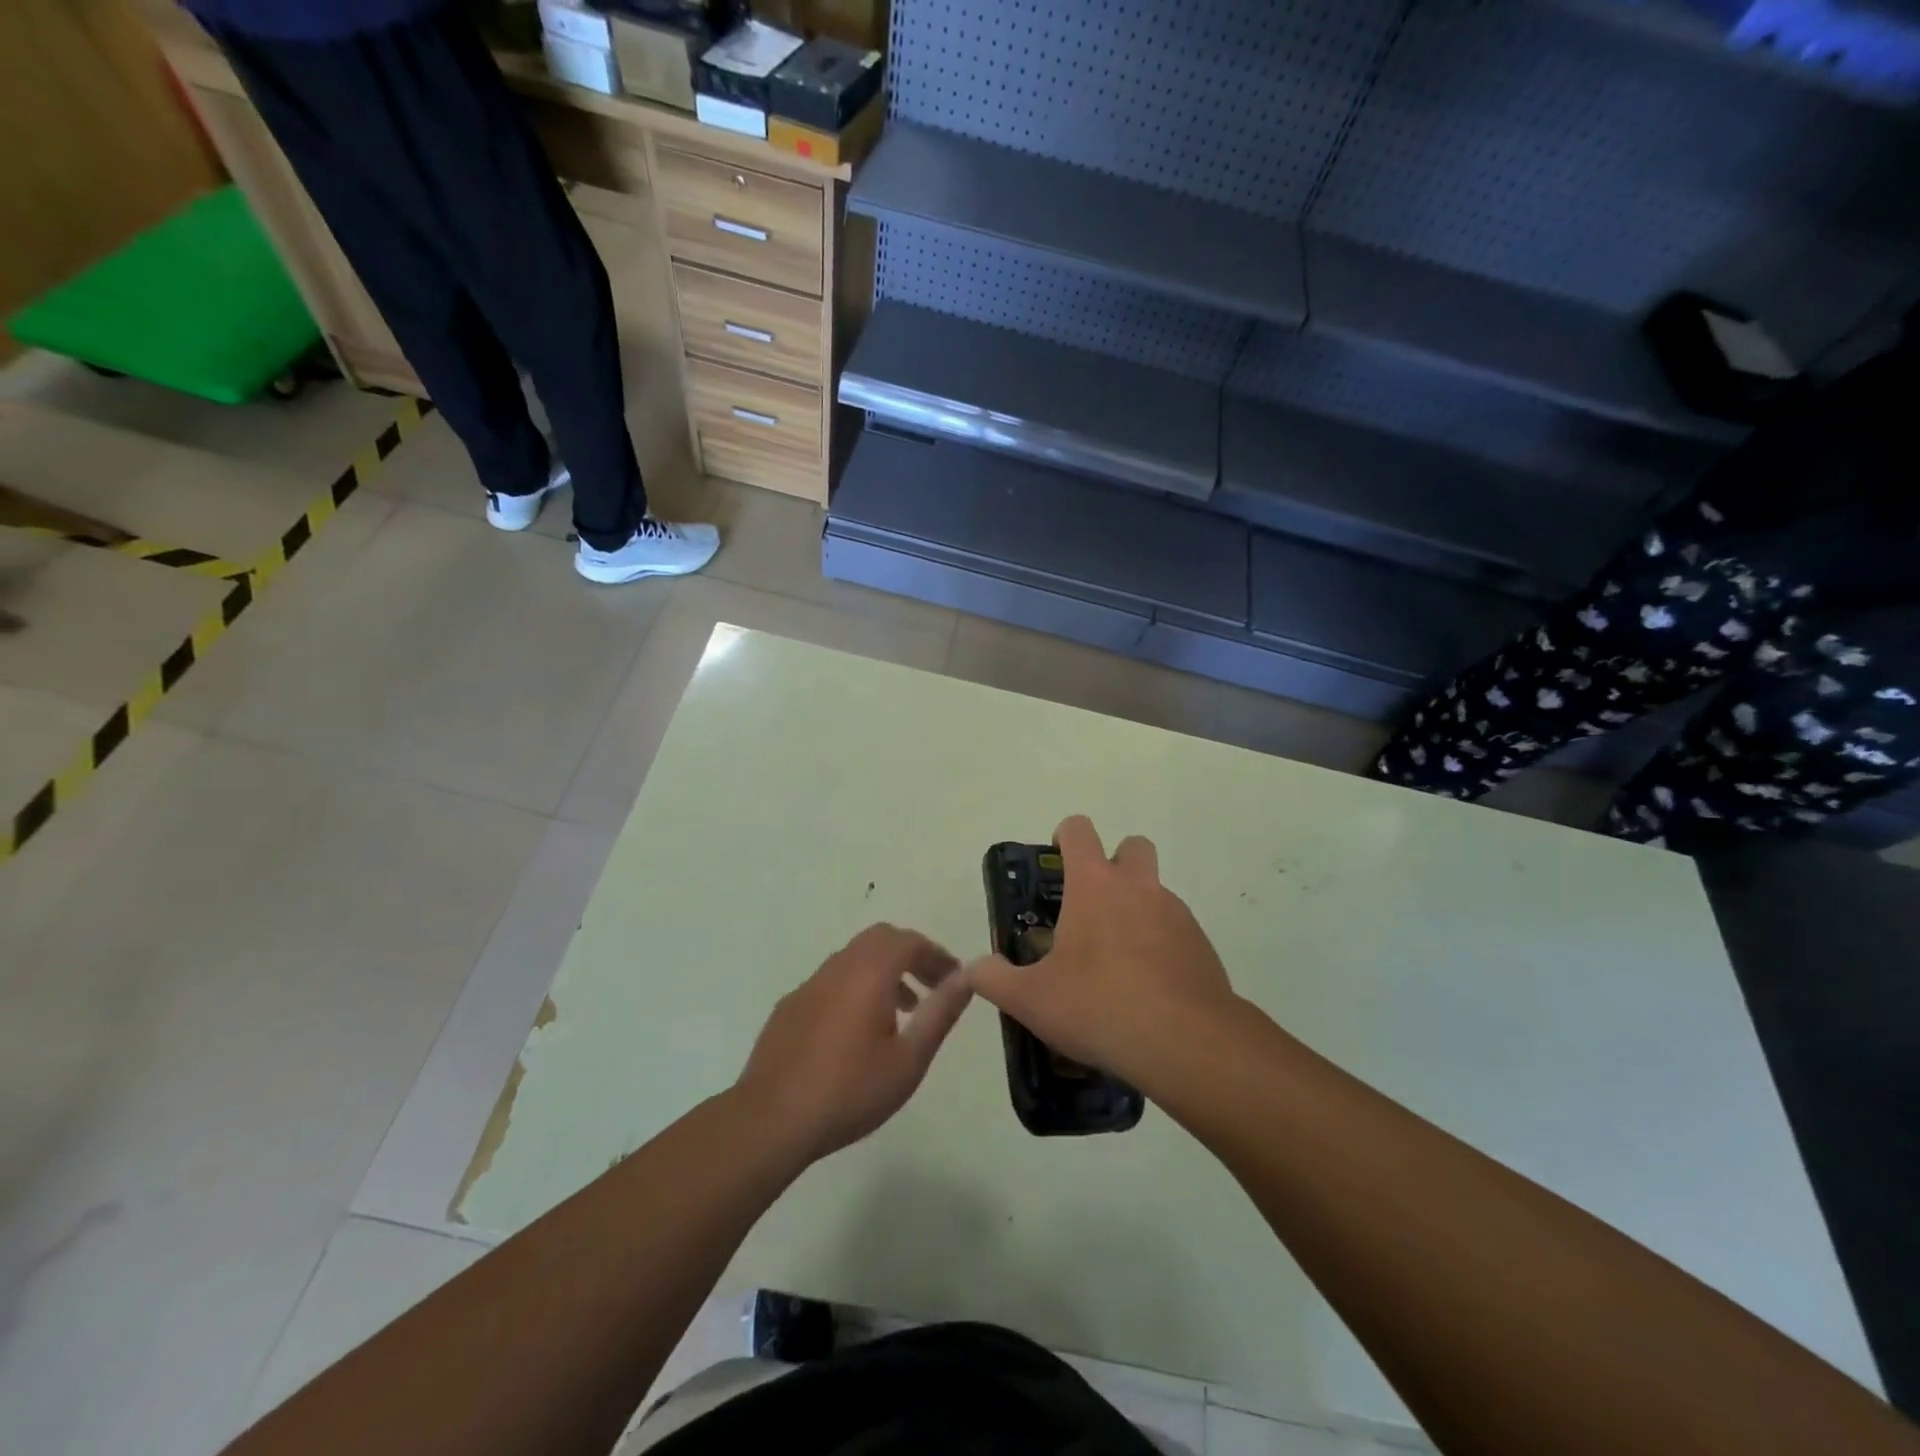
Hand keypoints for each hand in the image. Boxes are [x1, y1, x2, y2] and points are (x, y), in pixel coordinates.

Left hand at [735, 924, 972, 1162]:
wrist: (770, 1121)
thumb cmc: (850, 1091)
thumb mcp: (909, 1059)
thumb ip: (940, 1014)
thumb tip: (967, 978)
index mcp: (869, 973)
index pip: (909, 941)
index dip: (936, 955)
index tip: (953, 980)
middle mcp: (837, 968)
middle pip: (879, 940)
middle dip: (909, 956)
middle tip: (929, 988)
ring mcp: (808, 986)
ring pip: (852, 959)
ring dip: (881, 973)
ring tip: (900, 1013)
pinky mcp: (788, 1008)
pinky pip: (830, 982)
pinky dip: (854, 989)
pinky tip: (855, 1033)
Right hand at [968, 816, 1237, 1090]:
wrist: (1185, 1042)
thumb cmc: (1098, 1006)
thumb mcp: (1030, 999)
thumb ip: (994, 979)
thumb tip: (973, 968)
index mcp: (1094, 885)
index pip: (1079, 831)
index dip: (1065, 837)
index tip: (1056, 862)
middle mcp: (1138, 887)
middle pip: (1132, 846)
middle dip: (1114, 863)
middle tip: (1092, 906)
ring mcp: (1176, 914)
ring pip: (1155, 891)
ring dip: (1137, 908)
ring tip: (1115, 961)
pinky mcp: (1201, 945)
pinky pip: (1176, 929)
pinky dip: (1160, 944)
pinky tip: (1146, 987)